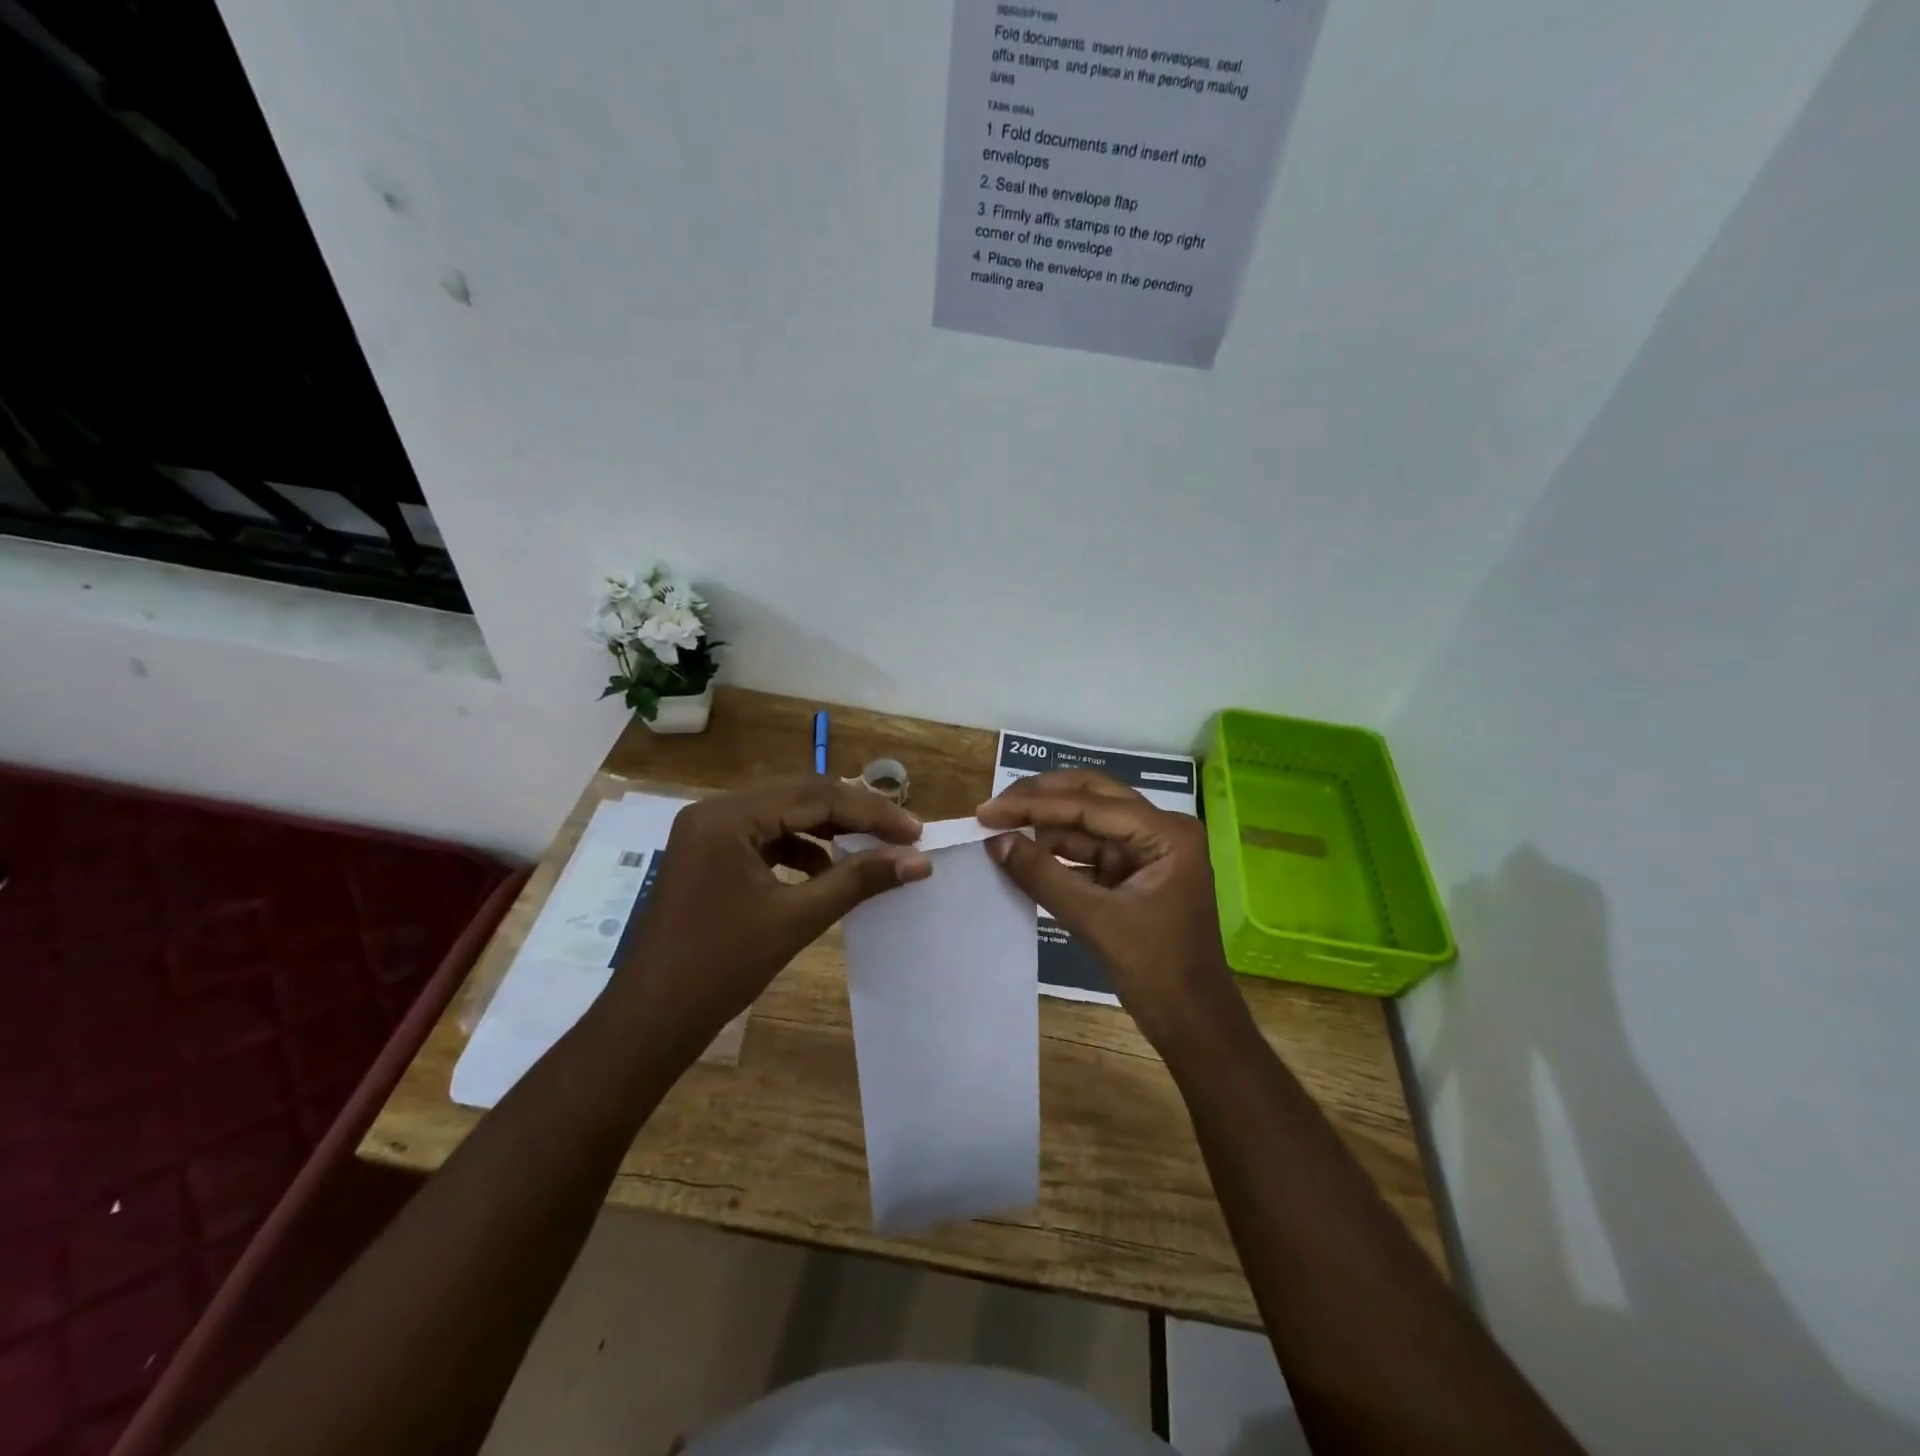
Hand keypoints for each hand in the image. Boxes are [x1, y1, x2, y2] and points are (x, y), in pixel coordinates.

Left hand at [609, 779, 928, 1053]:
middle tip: (901, 835)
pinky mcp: (710, 855)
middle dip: (853, 814)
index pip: (815, 796)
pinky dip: (801, 849)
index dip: (870, 812)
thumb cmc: (720, 968)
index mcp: (728, 816)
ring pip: (784, 814)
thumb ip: (859, 881)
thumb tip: (918, 860)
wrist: (650, 1021)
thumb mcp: (796, 919)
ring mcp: (708, 833)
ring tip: (871, 849)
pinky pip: (766, 837)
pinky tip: (827, 872)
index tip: (915, 833)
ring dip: (829, 830)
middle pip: (799, 796)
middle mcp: (715, 810)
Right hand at [977, 769, 1246, 1055]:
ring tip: (999, 828)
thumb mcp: (1094, 920)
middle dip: (1040, 800)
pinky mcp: (1132, 873)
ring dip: (1044, 826)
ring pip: (1086, 823)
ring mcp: (1146, 851)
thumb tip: (995, 841)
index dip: (1033, 804)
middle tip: (992, 808)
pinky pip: (1088, 851)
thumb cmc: (1155, 970)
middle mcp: (1159, 830)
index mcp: (1165, 832)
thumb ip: (1043, 875)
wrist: (1192, 1023)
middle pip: (1090, 797)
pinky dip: (1055, 853)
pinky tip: (1023, 854)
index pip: (1089, 804)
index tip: (987, 811)